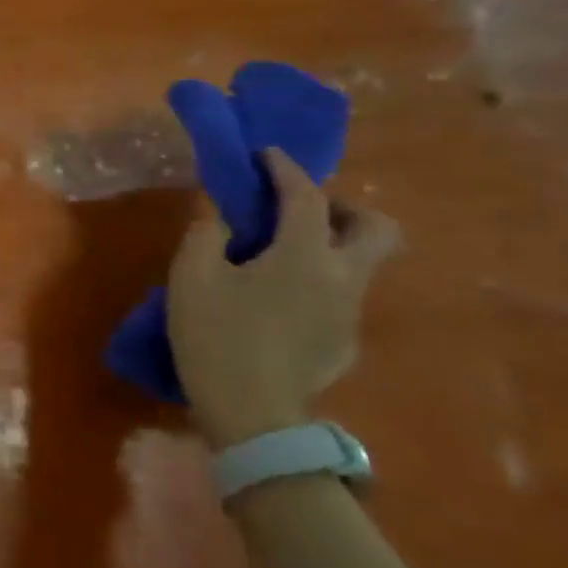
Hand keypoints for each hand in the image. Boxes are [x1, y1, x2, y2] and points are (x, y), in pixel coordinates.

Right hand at [168, 149, 398, 449]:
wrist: (250, 413)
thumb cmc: (215, 335)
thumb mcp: (191, 277)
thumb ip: (205, 235)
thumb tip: (219, 217)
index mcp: (304, 256)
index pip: (306, 196)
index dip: (286, 169)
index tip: (266, 154)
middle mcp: (342, 278)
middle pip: (376, 228)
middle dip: (343, 207)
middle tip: (300, 209)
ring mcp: (350, 313)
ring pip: (359, 263)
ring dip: (328, 245)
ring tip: (277, 255)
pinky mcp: (345, 342)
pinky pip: (339, 296)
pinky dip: (315, 282)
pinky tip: (275, 301)